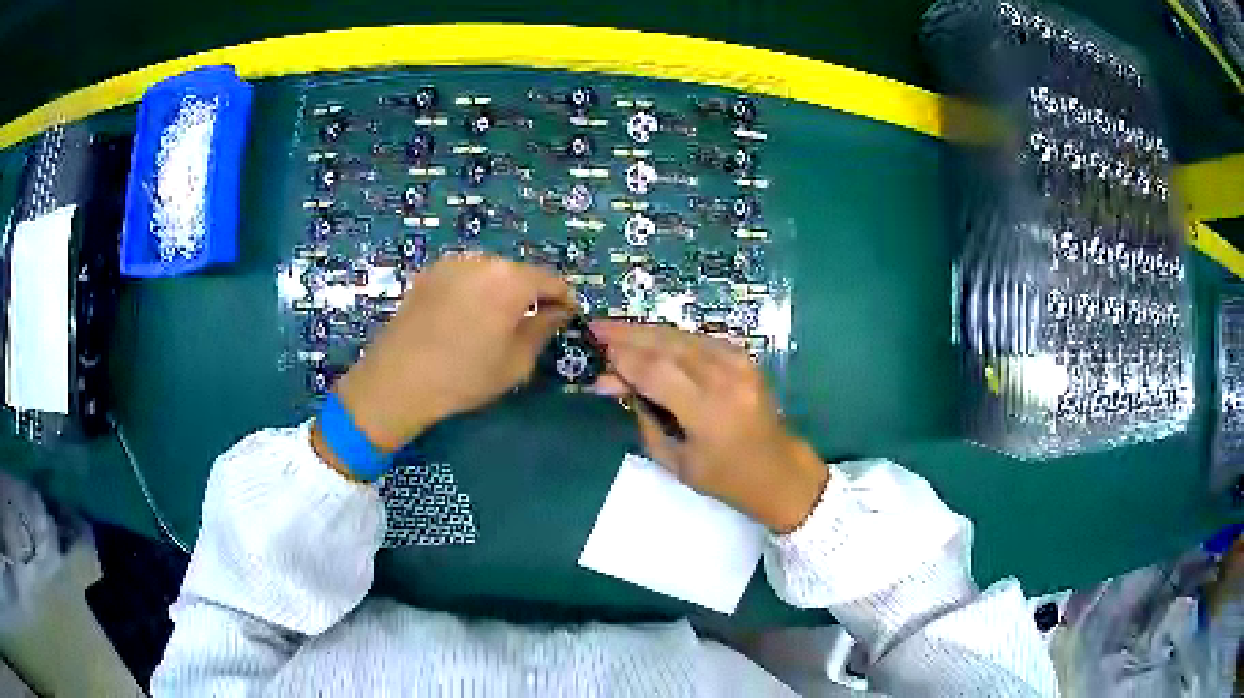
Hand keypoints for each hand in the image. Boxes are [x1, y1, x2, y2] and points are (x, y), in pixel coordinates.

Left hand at [315, 256, 573, 468]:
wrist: (398, 379)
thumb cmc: (465, 376)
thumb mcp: (516, 362)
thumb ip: (543, 329)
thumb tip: (558, 312)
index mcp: (511, 279)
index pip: (551, 280)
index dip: (564, 299)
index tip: (566, 318)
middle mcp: (483, 260)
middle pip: (519, 273)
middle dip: (529, 294)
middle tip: (527, 324)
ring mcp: (452, 263)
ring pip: (490, 273)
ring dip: (499, 292)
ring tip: (491, 324)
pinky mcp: (429, 273)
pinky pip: (464, 277)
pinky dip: (472, 291)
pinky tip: (463, 320)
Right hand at [591, 321, 828, 532]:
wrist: (780, 470)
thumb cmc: (725, 479)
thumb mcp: (676, 462)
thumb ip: (645, 419)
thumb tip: (614, 383)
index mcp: (708, 411)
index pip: (655, 371)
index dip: (622, 358)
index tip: (595, 350)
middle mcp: (724, 377)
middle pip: (667, 344)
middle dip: (628, 334)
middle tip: (597, 327)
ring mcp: (738, 362)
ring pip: (682, 336)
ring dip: (646, 332)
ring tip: (615, 329)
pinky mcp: (744, 357)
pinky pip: (698, 340)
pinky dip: (670, 338)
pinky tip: (649, 339)